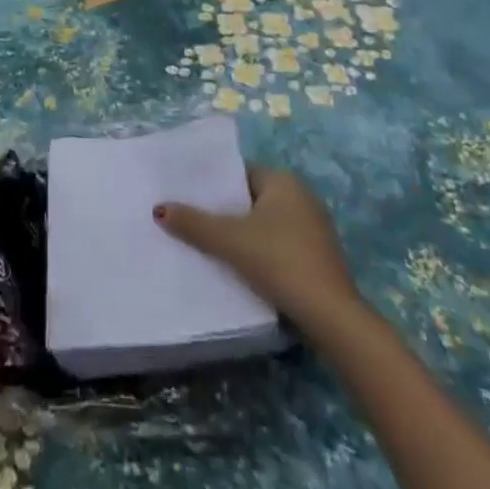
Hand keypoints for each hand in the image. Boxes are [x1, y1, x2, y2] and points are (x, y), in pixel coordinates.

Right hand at [155, 165, 358, 327]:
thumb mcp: (230, 241)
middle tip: (192, 220)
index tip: (188, 196)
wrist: (330, 315)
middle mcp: (302, 196)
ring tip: (210, 245)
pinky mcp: (318, 256)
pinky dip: (260, 251)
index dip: (214, 185)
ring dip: (242, 233)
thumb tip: (159, 209)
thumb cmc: (279, 261)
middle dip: (225, 211)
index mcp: (283, 181)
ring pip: (265, 223)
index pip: (239, 173)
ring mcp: (314, 227)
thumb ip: (194, 223)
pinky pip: (279, 243)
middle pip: (251, 198)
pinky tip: (241, 267)